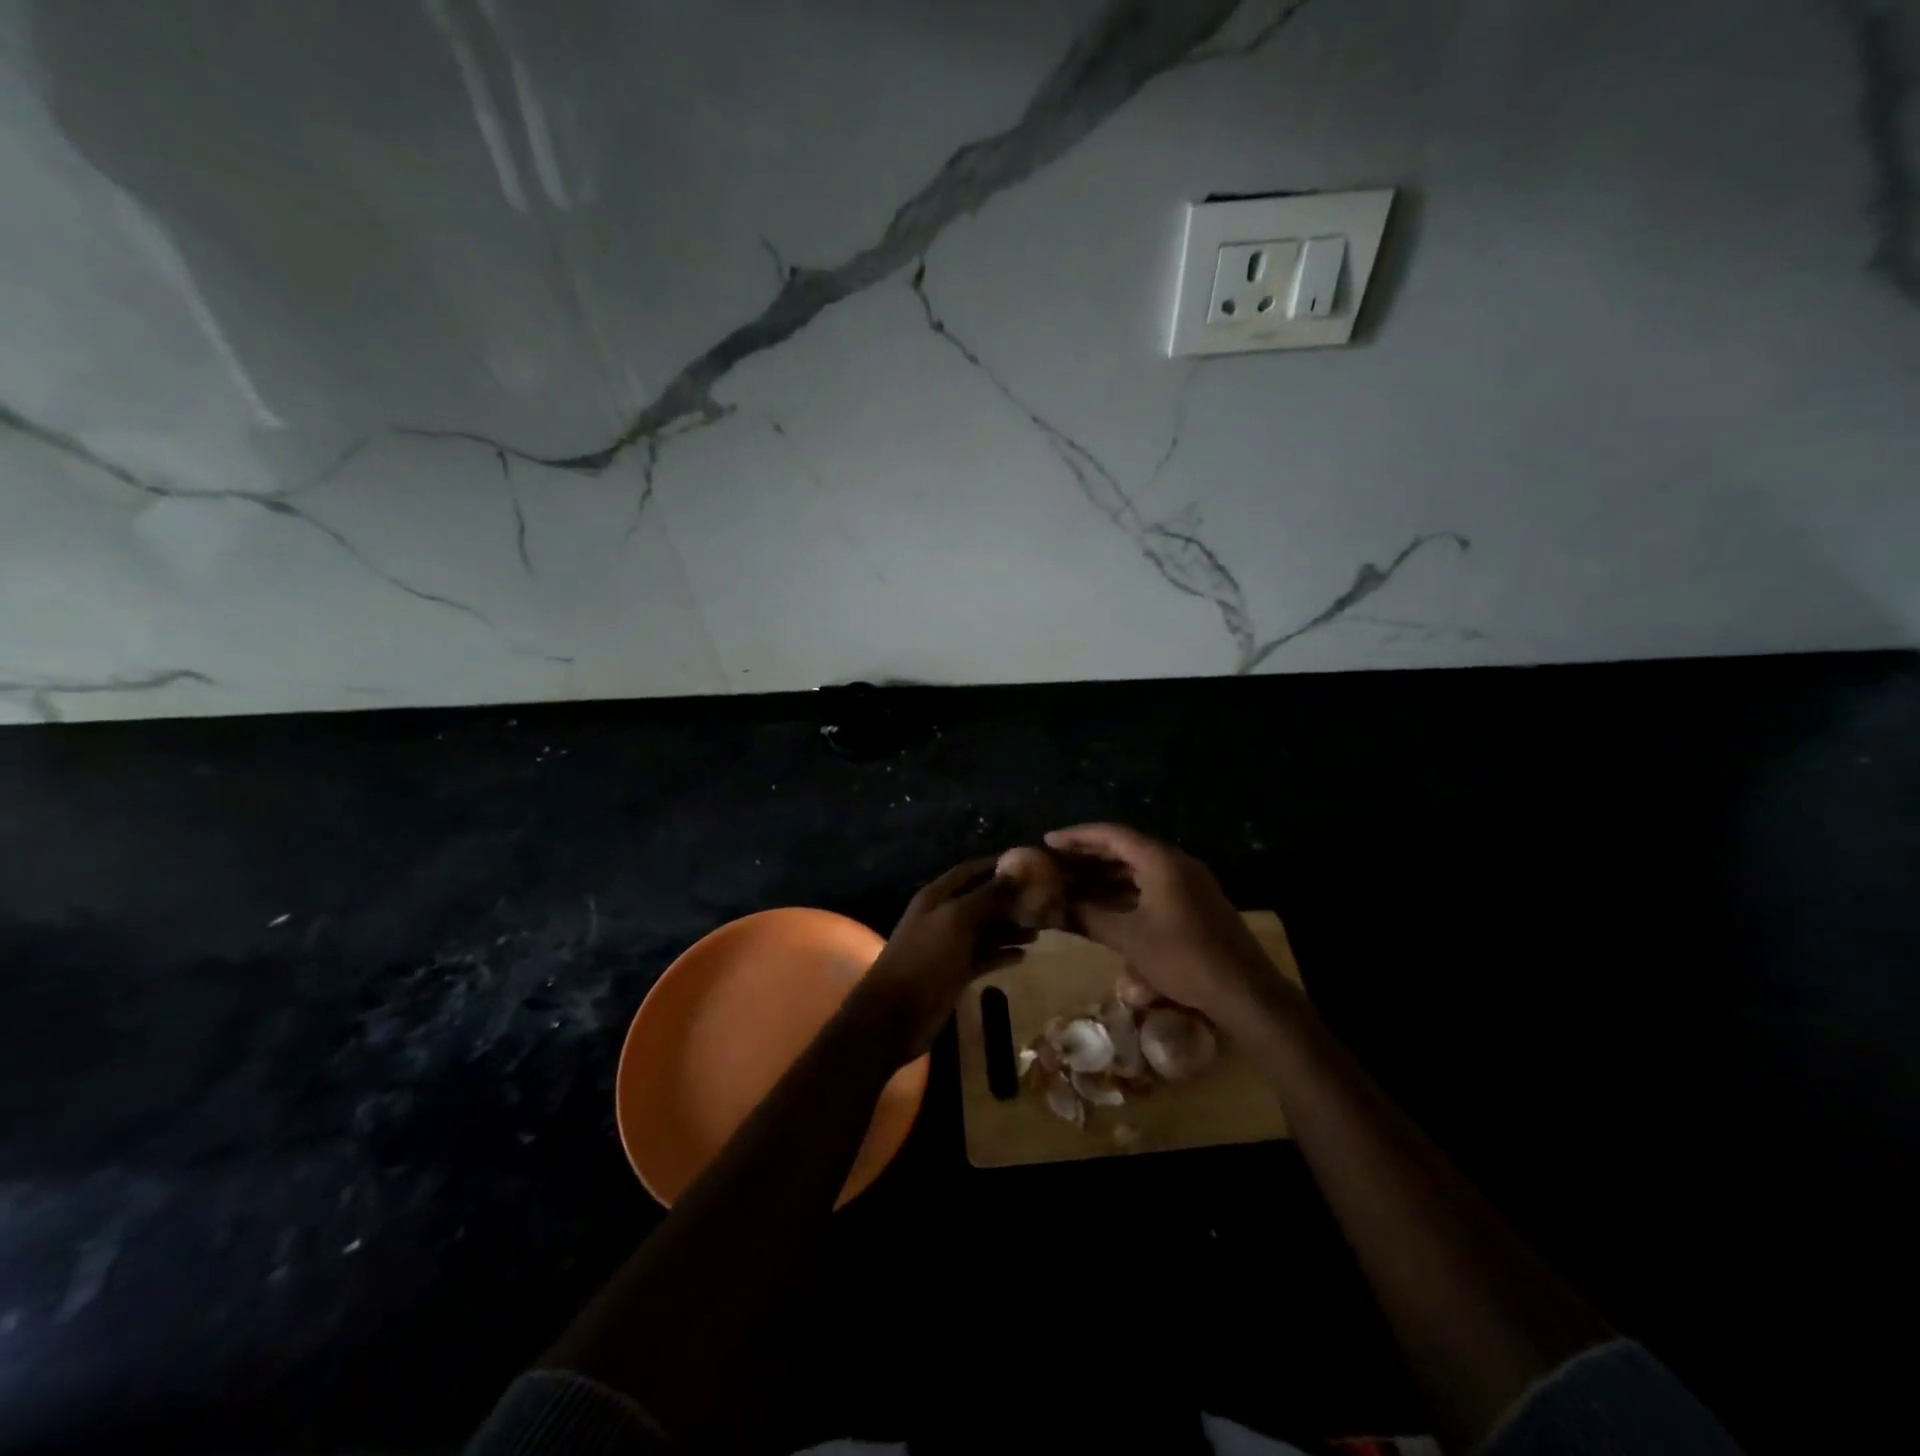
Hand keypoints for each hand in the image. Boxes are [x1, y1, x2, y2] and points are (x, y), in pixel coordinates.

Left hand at [853, 858, 1028, 1053]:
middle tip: (1045, 900)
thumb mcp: (956, 920)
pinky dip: (1002, 954)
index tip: (1031, 864)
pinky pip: (984, 956)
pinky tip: (1024, 956)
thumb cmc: (925, 959)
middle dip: (1010, 899)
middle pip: (982, 900)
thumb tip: (1016, 872)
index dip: (998, 865)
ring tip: (1041, 930)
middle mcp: (944, 916)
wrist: (896, 1015)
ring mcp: (950, 945)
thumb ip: (987, 896)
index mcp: (938, 896)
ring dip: (1010, 928)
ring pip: (985, 930)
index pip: (972, 871)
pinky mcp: (956, 972)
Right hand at [1044, 823, 1282, 1024]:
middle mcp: (1176, 862)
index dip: (1077, 837)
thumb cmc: (1182, 958)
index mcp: (1161, 860)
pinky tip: (1104, 903)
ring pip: (1138, 868)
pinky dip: (1125, 889)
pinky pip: (1151, 884)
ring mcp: (1189, 881)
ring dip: (1106, 874)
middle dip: (1089, 855)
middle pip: (1125, 847)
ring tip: (1072, 882)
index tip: (1048, 841)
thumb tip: (1056, 908)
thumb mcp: (1129, 938)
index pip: (1112, 834)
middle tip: (1055, 862)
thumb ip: (1089, 917)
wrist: (1244, 991)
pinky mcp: (1195, 901)